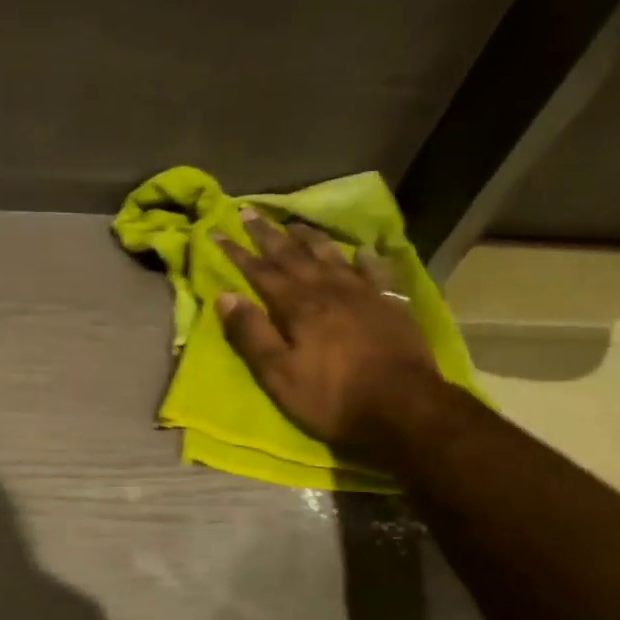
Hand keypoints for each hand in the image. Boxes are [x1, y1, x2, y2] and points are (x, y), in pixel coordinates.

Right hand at [216, 210, 444, 456]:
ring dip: (310, 238)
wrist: (403, 407)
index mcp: (297, 306)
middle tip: (249, 212)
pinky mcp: (390, 305)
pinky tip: (361, 251)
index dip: (237, 252)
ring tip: (296, 224)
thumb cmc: (332, 397)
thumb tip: (225, 296)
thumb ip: (251, 334)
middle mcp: (328, 289)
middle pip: (293, 255)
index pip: (259, 271)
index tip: (217, 231)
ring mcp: (363, 294)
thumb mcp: (279, 374)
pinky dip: (365, 259)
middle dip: (268, 234)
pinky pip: (375, 273)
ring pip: (331, 255)